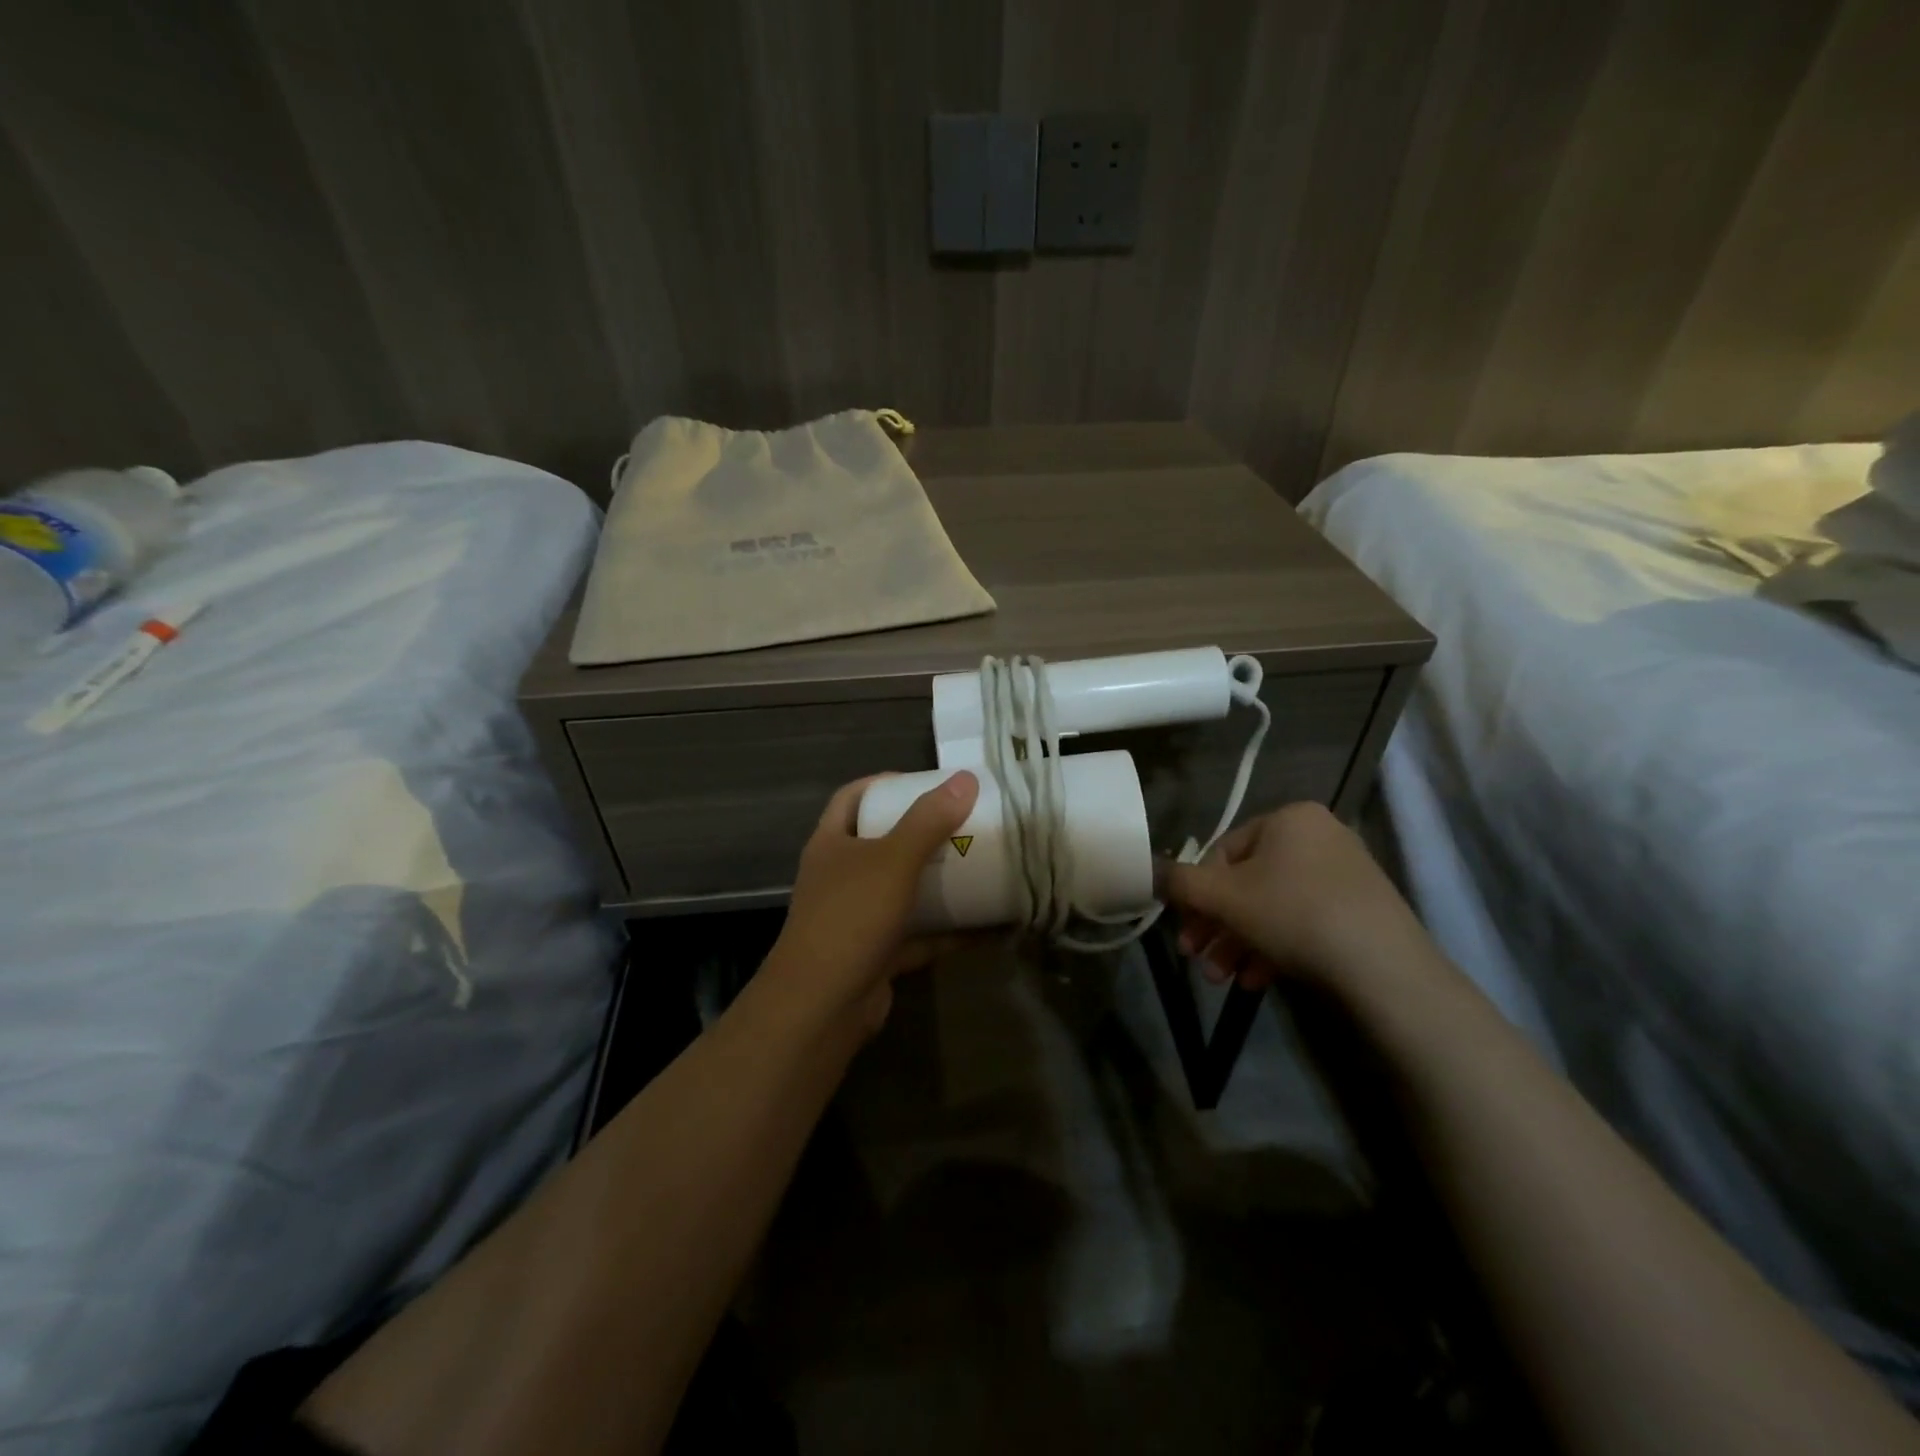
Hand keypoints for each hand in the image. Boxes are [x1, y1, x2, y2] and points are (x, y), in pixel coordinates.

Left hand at [767, 770, 979, 1033]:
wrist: (822, 1007)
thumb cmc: (850, 918)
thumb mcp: (892, 861)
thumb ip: (928, 821)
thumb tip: (965, 778)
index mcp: (831, 844)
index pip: (851, 797)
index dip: (883, 783)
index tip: (925, 782)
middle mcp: (841, 876)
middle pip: (881, 842)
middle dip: (920, 832)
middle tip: (963, 822)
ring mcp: (858, 918)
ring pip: (902, 890)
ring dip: (937, 881)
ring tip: (980, 866)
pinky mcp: (878, 953)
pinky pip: (920, 934)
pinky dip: (950, 930)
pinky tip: (989, 927)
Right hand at [1161, 802, 1423, 993]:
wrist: (1384, 968)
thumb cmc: (1292, 914)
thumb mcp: (1222, 897)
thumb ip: (1179, 882)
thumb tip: (1149, 870)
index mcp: (1288, 819)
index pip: (1222, 852)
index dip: (1196, 894)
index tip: (1185, 931)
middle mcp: (1319, 837)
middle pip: (1248, 884)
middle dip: (1217, 926)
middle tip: (1198, 960)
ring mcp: (1345, 874)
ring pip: (1273, 908)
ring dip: (1240, 943)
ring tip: (1223, 979)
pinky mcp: (1362, 911)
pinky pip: (1304, 922)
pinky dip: (1276, 949)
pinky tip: (1258, 981)